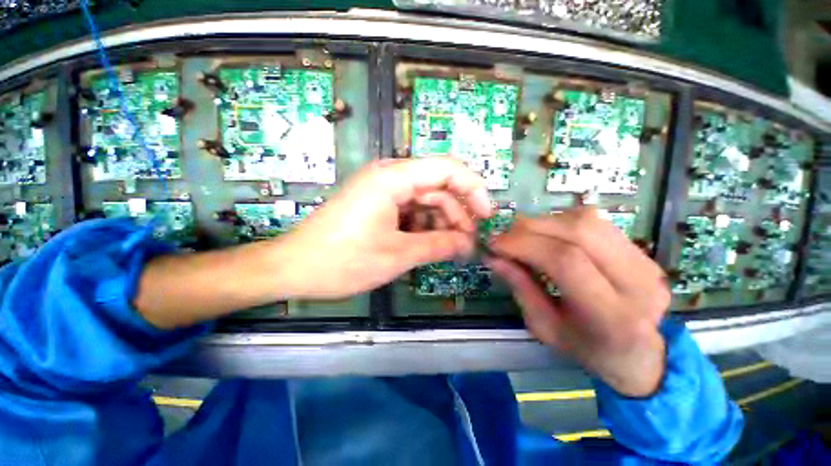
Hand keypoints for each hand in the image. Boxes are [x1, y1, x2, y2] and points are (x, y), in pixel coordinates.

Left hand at [273, 158, 492, 298]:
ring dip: (441, 222)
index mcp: (393, 179)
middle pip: (438, 186)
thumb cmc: (342, 261)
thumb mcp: (397, 255)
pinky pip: (410, 209)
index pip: (447, 168)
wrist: (294, 268)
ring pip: (425, 200)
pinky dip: (424, 226)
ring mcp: (382, 190)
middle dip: (457, 213)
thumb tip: (467, 244)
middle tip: (467, 243)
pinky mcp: (377, 204)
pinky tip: (428, 244)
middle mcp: (389, 177)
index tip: (487, 216)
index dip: (473, 189)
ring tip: (450, 248)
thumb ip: (438, 245)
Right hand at [487, 208, 669, 396]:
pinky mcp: (640, 249)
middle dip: (531, 227)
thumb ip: (520, 287)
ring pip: (587, 220)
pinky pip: (594, 221)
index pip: (566, 261)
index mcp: (611, 315)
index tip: (495, 244)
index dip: (524, 245)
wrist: (640, 353)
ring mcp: (644, 261)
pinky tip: (547, 235)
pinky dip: (560, 222)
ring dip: (544, 222)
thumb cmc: (587, 348)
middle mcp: (637, 282)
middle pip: (579, 231)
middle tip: (505, 235)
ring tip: (522, 235)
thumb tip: (493, 256)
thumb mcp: (544, 327)